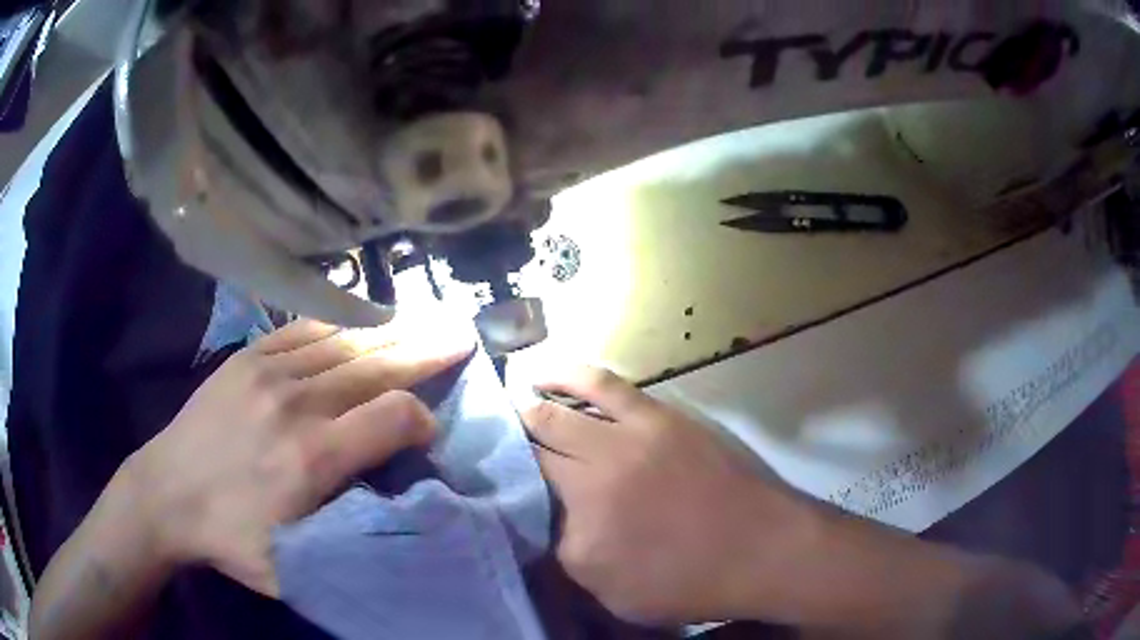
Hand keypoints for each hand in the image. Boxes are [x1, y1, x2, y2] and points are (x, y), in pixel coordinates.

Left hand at [126, 315, 473, 596]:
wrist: (165, 494)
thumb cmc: (231, 538)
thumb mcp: (295, 567)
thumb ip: (349, 541)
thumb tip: (400, 511)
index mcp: (312, 459)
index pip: (392, 417)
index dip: (422, 418)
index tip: (428, 431)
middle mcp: (297, 404)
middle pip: (376, 366)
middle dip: (424, 350)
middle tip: (459, 333)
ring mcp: (269, 372)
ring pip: (345, 343)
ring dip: (390, 331)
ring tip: (424, 319)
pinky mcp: (248, 357)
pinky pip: (305, 331)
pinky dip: (340, 325)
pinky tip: (361, 320)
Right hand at [518, 366, 812, 624]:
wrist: (762, 550)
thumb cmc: (690, 583)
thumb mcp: (614, 594)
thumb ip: (568, 556)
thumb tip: (545, 518)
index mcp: (580, 527)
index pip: (522, 492)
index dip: (502, 482)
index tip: (491, 480)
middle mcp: (594, 475)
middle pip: (534, 445)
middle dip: (509, 443)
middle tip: (494, 443)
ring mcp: (627, 439)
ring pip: (559, 409)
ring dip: (530, 404)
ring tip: (512, 401)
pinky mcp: (657, 417)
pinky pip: (604, 385)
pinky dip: (569, 374)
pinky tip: (547, 373)